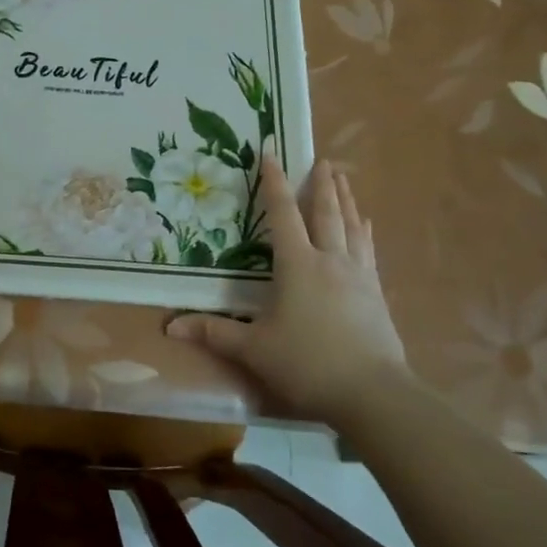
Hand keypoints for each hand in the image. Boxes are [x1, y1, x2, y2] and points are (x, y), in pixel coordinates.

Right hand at [166, 157, 405, 423]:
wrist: (373, 394)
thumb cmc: (307, 364)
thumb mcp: (254, 349)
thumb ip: (214, 333)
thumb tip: (170, 327)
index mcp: (297, 265)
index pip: (283, 214)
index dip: (274, 183)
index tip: (272, 153)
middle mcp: (329, 260)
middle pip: (325, 213)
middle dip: (321, 184)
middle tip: (322, 159)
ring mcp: (358, 275)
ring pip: (351, 226)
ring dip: (346, 200)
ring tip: (344, 179)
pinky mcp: (376, 294)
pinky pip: (368, 251)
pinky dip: (365, 231)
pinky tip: (367, 225)